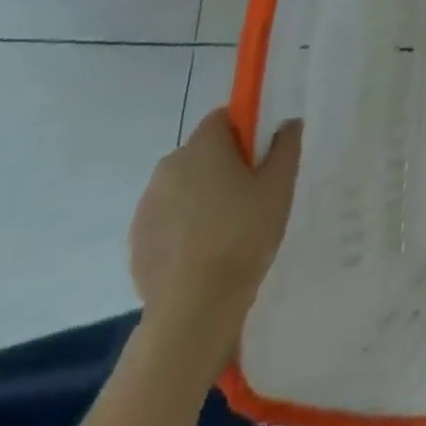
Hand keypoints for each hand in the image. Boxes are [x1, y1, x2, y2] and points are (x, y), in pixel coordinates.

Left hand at [127, 111, 301, 375]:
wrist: (194, 306)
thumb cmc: (244, 234)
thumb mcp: (279, 186)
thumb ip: (285, 147)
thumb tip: (287, 123)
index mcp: (202, 146)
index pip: (222, 118)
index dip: (244, 132)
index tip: (261, 158)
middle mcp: (169, 166)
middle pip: (201, 152)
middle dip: (223, 166)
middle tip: (251, 195)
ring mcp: (147, 205)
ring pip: (183, 186)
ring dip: (202, 196)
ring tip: (228, 229)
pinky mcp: (138, 240)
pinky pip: (168, 219)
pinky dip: (184, 226)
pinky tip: (204, 252)